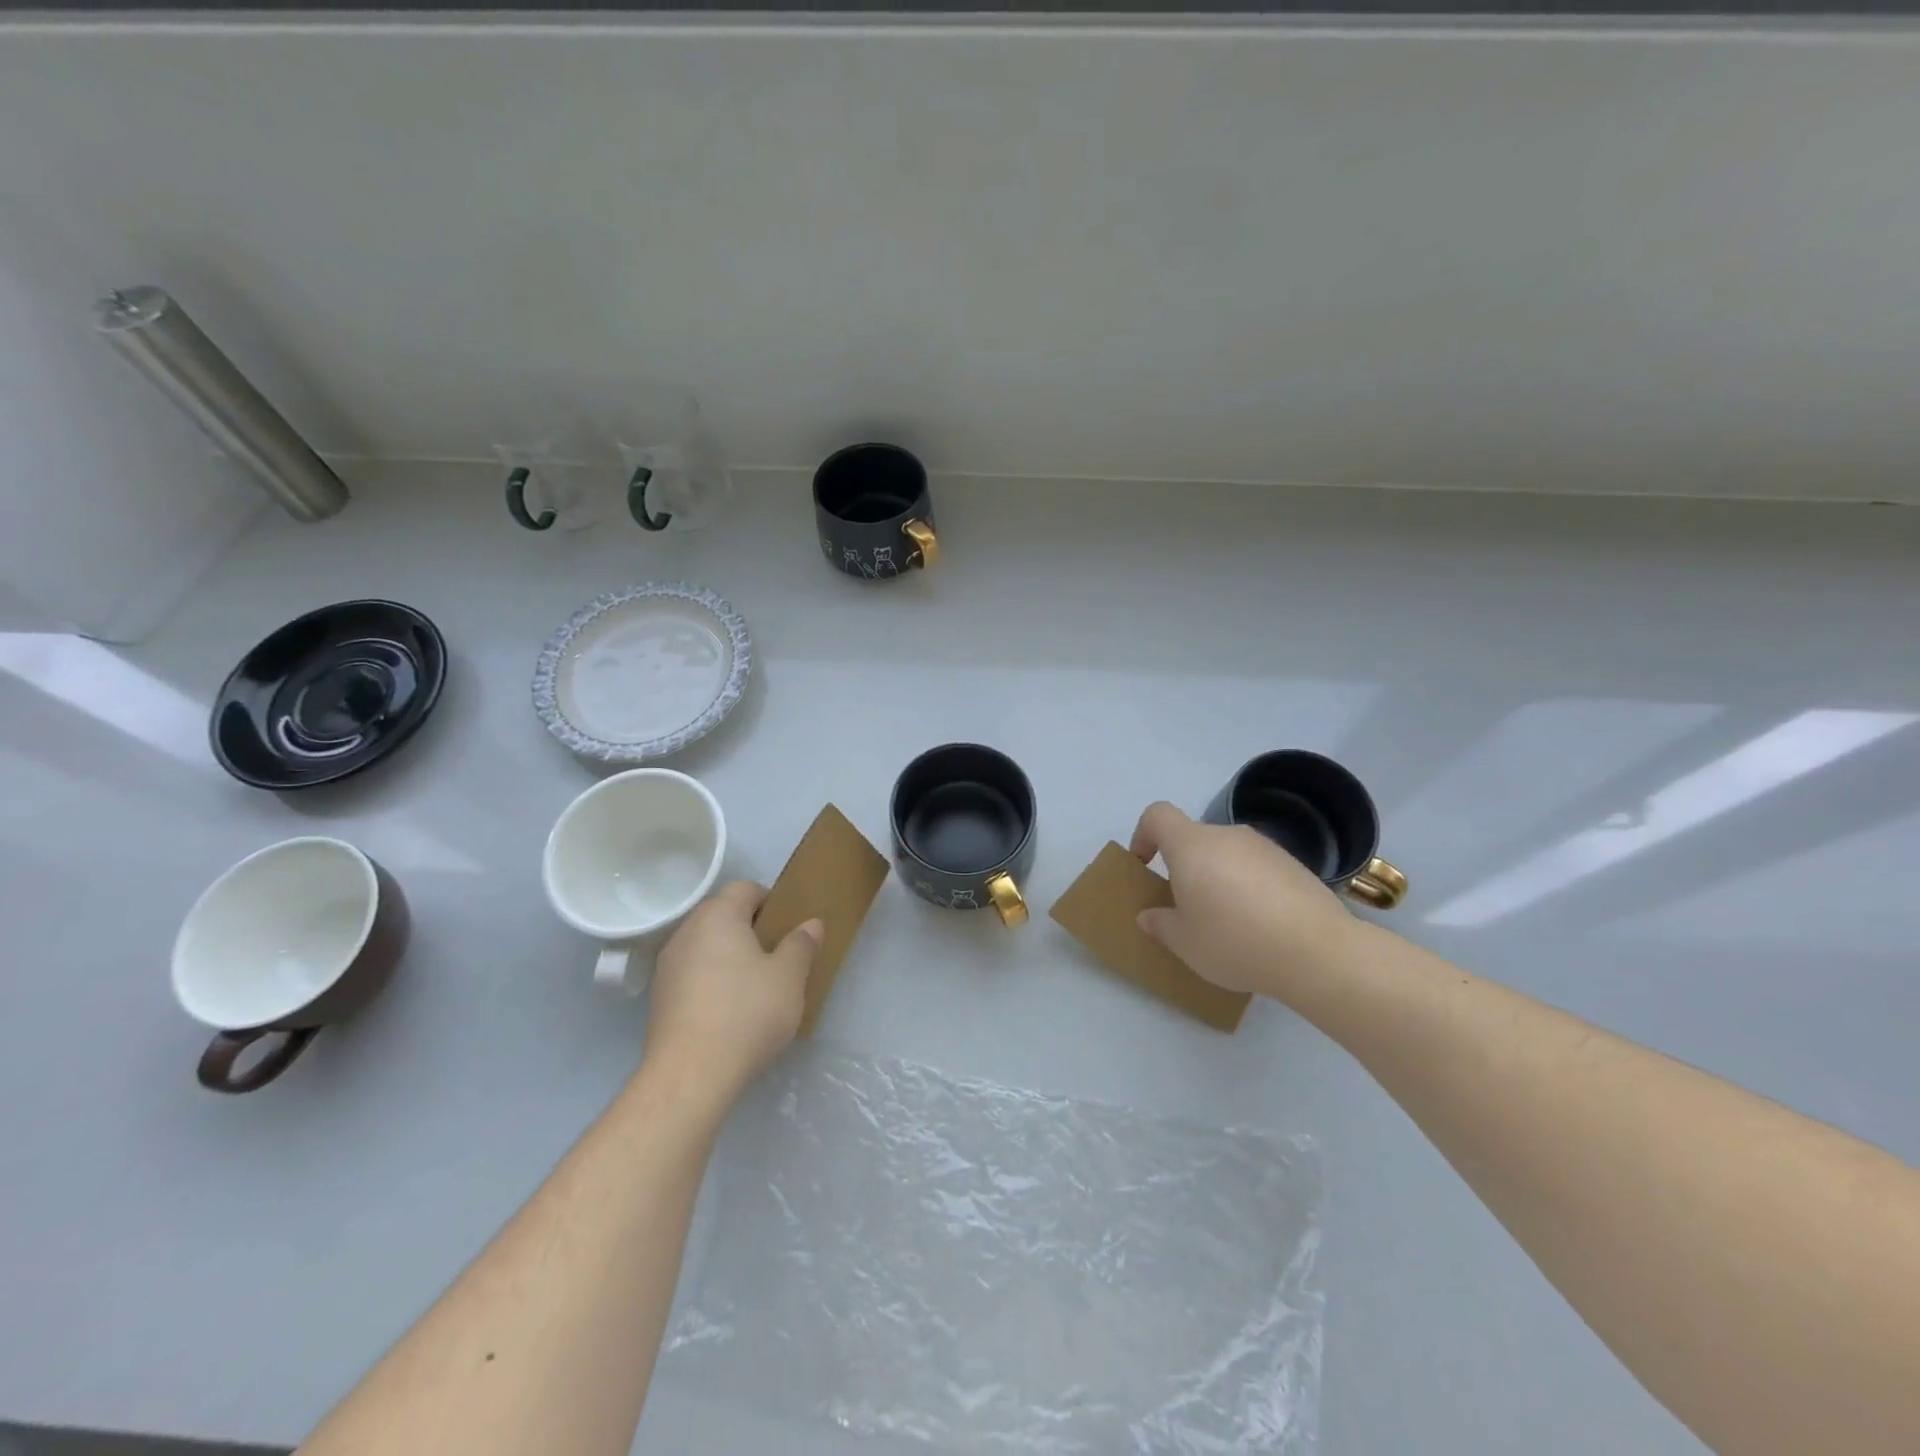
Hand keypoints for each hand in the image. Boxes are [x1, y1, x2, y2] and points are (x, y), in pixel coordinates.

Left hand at [642, 881, 822, 1105]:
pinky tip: (729, 1011)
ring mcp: (667, 966)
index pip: (745, 888)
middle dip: (750, 929)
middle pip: (722, 915)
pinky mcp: (659, 998)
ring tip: (754, 987)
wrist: (690, 1074)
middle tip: (777, 956)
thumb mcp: (789, 977)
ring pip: (705, 945)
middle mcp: (687, 931)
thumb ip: (801, 945)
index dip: (770, 901)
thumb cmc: (747, 1013)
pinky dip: (711, 981)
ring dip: (729, 956)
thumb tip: (811, 923)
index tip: (788, 928)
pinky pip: (692, 974)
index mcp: (718, 916)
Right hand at [1129, 801, 1364, 1001]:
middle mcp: (1227, 835)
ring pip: (1228, 854)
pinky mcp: (1295, 865)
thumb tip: (1150, 916)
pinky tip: (1262, 926)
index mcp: (1191, 845)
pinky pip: (1258, 869)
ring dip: (1219, 878)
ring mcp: (1265, 847)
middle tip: (1188, 909)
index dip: (1143, 834)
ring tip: (1229, 922)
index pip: (1158, 815)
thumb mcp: (1184, 943)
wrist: (1318, 951)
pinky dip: (1250, 888)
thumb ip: (1161, 924)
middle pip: (1194, 839)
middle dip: (1185, 867)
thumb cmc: (1234, 940)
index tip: (1146, 866)